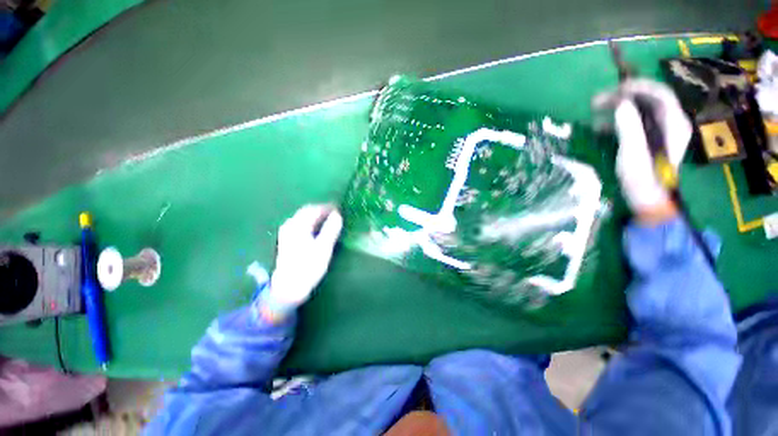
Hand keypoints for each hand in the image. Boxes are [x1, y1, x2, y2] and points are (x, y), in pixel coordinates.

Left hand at [257, 204, 342, 321]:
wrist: (289, 288)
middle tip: (336, 213)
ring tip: (330, 220)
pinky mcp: (287, 240)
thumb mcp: (323, 248)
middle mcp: (290, 226)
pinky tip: (318, 229)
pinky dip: (311, 223)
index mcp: (298, 226)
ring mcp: (287, 233)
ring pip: (303, 218)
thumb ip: (331, 229)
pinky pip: (301, 225)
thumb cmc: (308, 267)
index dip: (327, 207)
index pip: (314, 209)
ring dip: (317, 216)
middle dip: (322, 211)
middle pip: (307, 212)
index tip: (339, 208)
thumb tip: (337, 215)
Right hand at [595, 79, 691, 218]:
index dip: (637, 86)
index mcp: (674, 123)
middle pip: (649, 99)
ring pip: (640, 108)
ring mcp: (661, 130)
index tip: (614, 90)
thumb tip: (621, 104)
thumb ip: (629, 127)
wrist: (647, 197)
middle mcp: (671, 122)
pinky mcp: (650, 138)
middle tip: (598, 101)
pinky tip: (602, 125)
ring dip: (618, 107)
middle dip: (623, 96)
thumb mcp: (634, 152)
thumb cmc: (642, 177)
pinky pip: (635, 120)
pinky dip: (618, 119)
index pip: (660, 93)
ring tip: (595, 110)